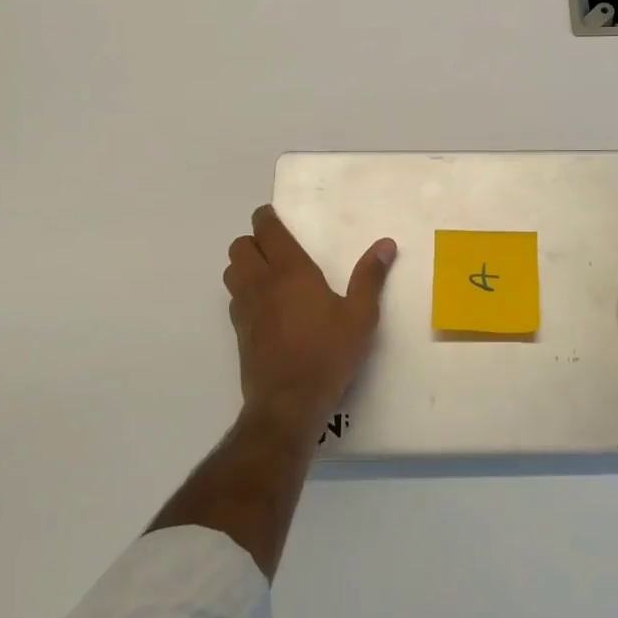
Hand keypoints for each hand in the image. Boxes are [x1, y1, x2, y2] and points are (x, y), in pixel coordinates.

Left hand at [223, 205, 396, 436]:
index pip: (267, 232)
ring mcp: (246, 309)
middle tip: (274, 245)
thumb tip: (385, 244)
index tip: (271, 214)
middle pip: (240, 247)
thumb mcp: (360, 316)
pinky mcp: (239, 332)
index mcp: (291, 272)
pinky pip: (234, 299)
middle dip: (252, 240)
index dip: (265, 218)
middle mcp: (262, 283)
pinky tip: (263, 305)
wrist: (288, 402)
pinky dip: (243, 291)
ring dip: (244, 264)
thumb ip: (370, 277)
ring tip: (266, 271)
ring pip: (232, 271)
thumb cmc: (328, 353)